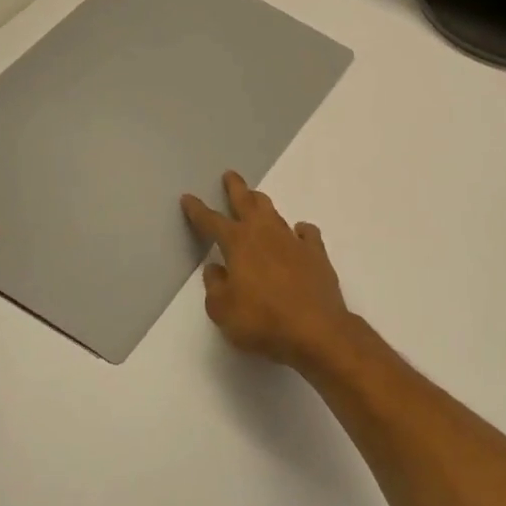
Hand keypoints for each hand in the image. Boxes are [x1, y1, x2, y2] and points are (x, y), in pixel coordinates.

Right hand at [181, 172, 359, 371]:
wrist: (316, 330)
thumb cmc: (262, 321)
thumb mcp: (223, 310)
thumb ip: (215, 287)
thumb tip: (216, 269)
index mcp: (238, 244)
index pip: (212, 222)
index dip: (198, 210)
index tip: (188, 198)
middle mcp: (266, 234)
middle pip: (248, 203)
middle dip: (236, 188)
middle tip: (230, 175)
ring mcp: (294, 241)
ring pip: (275, 214)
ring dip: (263, 205)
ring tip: (257, 199)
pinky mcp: (317, 254)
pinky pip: (307, 234)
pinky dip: (299, 231)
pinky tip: (298, 233)